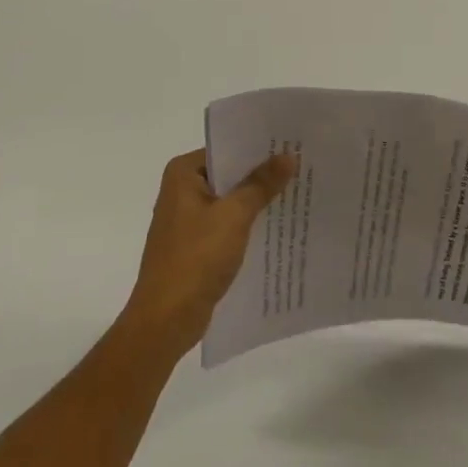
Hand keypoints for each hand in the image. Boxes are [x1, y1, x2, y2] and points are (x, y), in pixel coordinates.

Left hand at [120, 149, 297, 358]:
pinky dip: (247, 224)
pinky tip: (276, 226)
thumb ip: (261, 184)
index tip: (291, 145)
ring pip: (230, 201)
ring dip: (256, 201)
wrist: (166, 321)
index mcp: (182, 173)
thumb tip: (288, 156)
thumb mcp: (234, 216)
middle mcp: (181, 190)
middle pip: (229, 174)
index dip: (259, 148)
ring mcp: (186, 220)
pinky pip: (226, 225)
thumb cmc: (196, 258)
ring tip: (296, 193)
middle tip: (301, 167)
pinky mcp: (194, 246)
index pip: (227, 149)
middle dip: (261, 175)